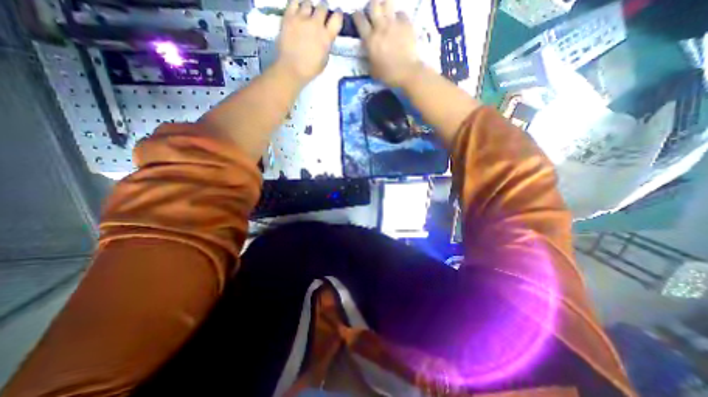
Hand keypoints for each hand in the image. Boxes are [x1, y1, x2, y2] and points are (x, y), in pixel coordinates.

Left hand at [277, 0, 343, 82]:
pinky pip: (294, 1)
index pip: (337, 18)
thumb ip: (326, 46)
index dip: (338, 14)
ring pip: (308, 2)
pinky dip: (297, 4)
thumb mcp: (324, 61)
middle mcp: (315, 24)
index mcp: (326, 37)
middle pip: (323, 6)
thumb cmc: (309, 70)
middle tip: (321, 14)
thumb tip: (326, 39)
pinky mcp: (289, 17)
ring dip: (310, 7)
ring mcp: (301, 19)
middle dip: (324, 9)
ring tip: (308, 13)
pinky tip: (298, 9)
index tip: (337, 14)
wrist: (291, 69)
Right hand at [357, 0, 422, 86]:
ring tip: (385, 14)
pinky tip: (398, 24)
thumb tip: (369, 54)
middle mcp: (381, 27)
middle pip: (373, 5)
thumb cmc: (388, 75)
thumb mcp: (373, 70)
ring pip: (387, 3)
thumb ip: (369, 59)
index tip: (357, 17)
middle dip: (371, 7)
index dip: (357, 16)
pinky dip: (398, 16)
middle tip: (373, 14)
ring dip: (384, 7)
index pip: (359, 20)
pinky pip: (400, 13)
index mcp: (370, 40)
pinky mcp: (406, 24)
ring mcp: (394, 23)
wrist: (407, 72)